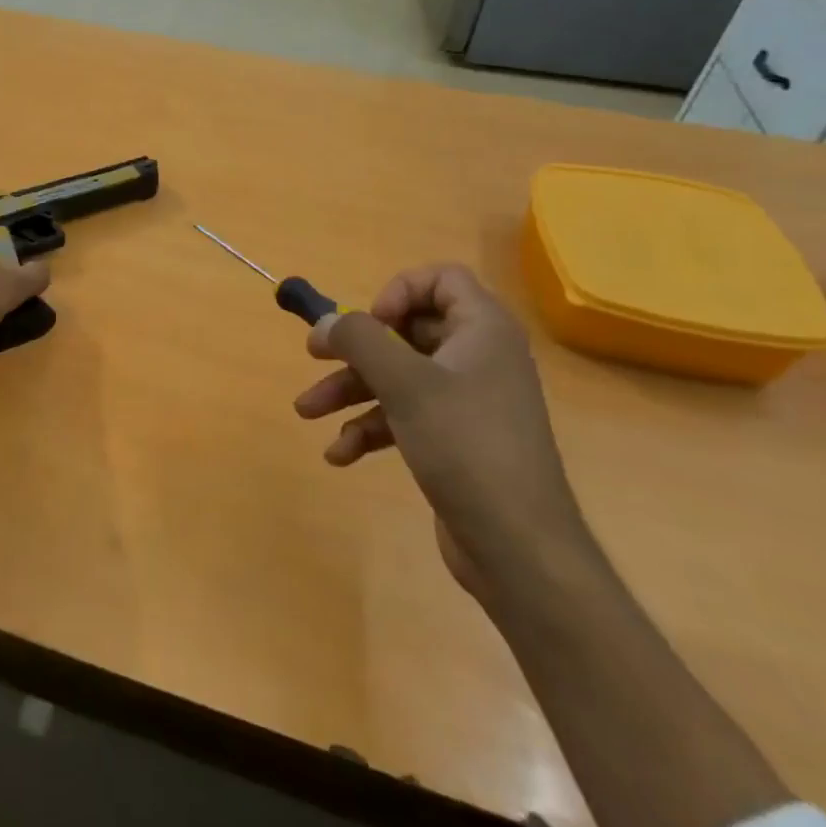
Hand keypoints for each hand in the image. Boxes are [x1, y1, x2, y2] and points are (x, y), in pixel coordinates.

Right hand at [293, 264, 592, 599]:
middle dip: (356, 348)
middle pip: (408, 330)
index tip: (371, 323)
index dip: (400, 291)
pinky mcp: (454, 440)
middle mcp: (478, 358)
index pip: (442, 279)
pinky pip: (404, 416)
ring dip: (350, 390)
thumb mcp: (405, 383)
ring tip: (306, 412)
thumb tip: (326, 322)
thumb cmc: (465, 445)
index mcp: (482, 331)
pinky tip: (340, 454)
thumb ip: (359, 341)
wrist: (518, 547)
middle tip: (314, 355)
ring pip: (398, 377)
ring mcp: (467, 402)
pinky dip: (371, 428)